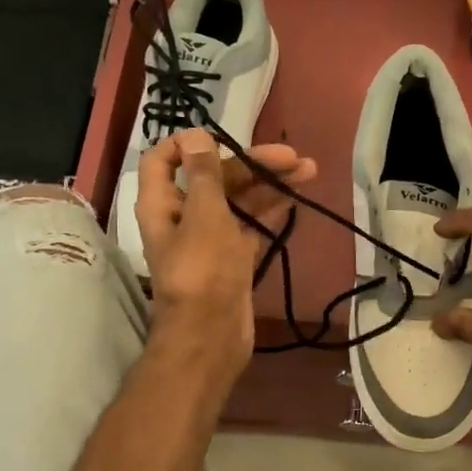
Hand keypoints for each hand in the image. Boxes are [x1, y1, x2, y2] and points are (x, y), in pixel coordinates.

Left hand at [135, 130, 316, 383]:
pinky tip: (295, 199)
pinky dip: (270, 212)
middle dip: (251, 164)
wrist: (211, 335)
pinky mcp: (233, 258)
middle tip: (291, 158)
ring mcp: (210, 239)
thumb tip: (194, 134)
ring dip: (269, 186)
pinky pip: (251, 226)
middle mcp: (184, 217)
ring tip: (308, 171)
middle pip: (214, 178)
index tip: (222, 136)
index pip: (163, 160)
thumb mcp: (203, 214)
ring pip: (238, 202)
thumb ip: (203, 174)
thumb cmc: (203, 271)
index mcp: (163, 203)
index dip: (188, 144)